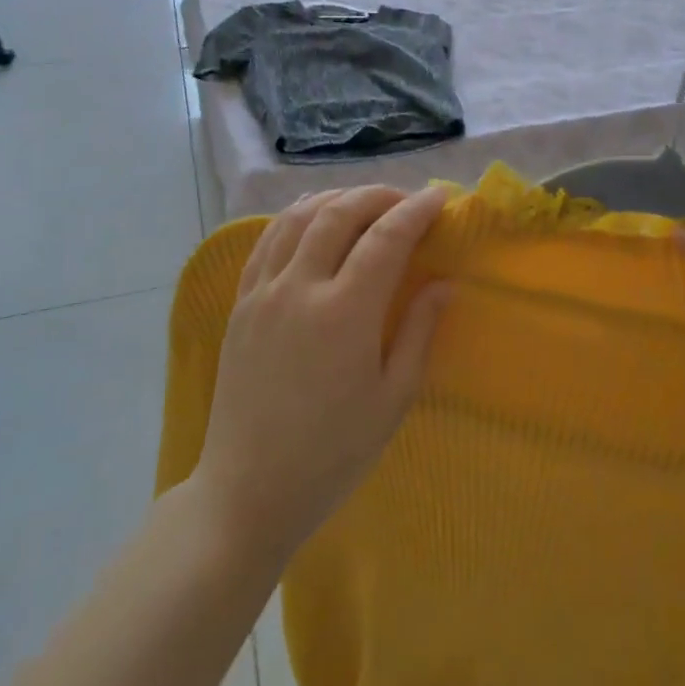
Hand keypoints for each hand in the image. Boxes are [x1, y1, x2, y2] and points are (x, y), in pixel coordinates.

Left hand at [192, 185, 450, 560]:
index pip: (386, 238)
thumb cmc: (331, 454)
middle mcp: (300, 288)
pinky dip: (296, 217)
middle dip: (378, 196)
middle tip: (405, 201)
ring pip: (299, 217)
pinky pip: (267, 240)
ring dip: (336, 198)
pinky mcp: (240, 303)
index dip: (416, 210)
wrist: (248, 489)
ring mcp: (263, 292)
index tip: (439, 197)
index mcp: (345, 314)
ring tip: (363, 204)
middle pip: (340, 213)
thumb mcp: (392, 400)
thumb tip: (444, 283)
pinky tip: (312, 220)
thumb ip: (419, 332)